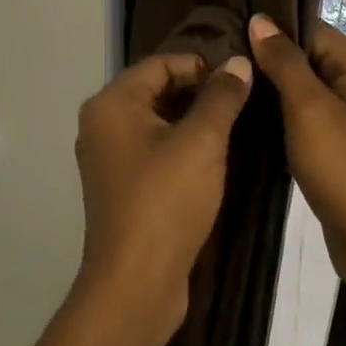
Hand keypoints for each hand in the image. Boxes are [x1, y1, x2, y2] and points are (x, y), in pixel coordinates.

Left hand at [71, 51, 253, 345]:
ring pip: (156, 122)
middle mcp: (101, 124)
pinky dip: (180, 147)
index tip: (242, 80)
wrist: (135, 282)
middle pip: (156, 90)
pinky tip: (212, 159)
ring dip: (193, 121)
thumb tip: (238, 63)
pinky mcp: (120, 186)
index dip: (203, 66)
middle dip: (199, 92)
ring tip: (236, 128)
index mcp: (111, 103)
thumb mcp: (201, 142)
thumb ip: (221, 97)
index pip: (161, 63)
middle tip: (244, 103)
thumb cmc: (166, 201)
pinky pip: (153, 150)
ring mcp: (108, 158)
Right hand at [248, 14, 345, 318]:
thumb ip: (284, 62)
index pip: (310, 30)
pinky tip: (248, 119)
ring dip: (271, 91)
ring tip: (227, 88)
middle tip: (219, 65)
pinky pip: (307, 116)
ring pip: (304, 88)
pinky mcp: (342, 143)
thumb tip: (259, 19)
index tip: (225, 37)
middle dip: (266, 61)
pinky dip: (281, 116)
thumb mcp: (309, 110)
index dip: (270, 32)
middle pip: (307, 57)